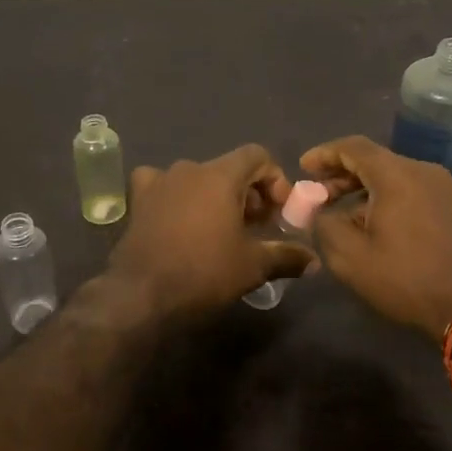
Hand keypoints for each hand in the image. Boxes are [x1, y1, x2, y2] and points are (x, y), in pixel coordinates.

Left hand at [106, 144, 315, 321]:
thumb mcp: (253, 266)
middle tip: (257, 226)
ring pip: (198, 178)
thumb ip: (286, 256)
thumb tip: (313, 261)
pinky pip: (163, 187)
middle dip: (249, 192)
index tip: (279, 210)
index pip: (257, 155)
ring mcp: (159, 182)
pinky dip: (177, 197)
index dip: (275, 178)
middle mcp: (189, 169)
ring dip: (215, 196)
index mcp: (220, 175)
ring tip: (222, 228)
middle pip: (229, 168)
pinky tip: (179, 219)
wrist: (141, 294)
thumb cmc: (203, 272)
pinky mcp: (138, 200)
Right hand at [301, 135, 451, 337]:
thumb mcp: (351, 257)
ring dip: (364, 189)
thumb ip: (325, 225)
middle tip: (318, 195)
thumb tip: (319, 211)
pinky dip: (388, 198)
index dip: (324, 154)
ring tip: (342, 215)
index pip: (353, 147)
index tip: (303, 168)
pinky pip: (413, 191)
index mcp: (396, 175)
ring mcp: (444, 188)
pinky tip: (376, 225)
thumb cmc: (406, 279)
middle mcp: (423, 171)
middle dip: (342, 174)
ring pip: (395, 177)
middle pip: (375, 160)